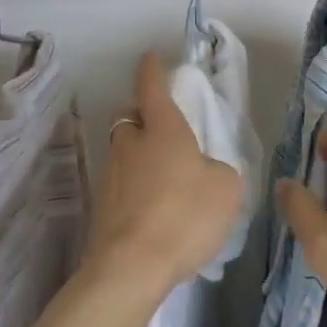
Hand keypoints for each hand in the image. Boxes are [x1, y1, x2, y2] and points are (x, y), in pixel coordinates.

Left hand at [87, 51, 244, 298]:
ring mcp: (110, 175)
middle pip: (130, 117)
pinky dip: (135, 187)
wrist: (131, 268)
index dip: (152, 70)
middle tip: (164, 130)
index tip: (151, 58)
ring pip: (123, 151)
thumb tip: (206, 172)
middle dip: (143, 116)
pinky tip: (154, 209)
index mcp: (162, 128)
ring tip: (164, 178)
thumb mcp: (225, 189)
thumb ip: (218, 171)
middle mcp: (130, 144)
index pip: (151, 86)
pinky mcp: (101, 207)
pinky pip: (121, 184)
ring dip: (139, 155)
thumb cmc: (184, 215)